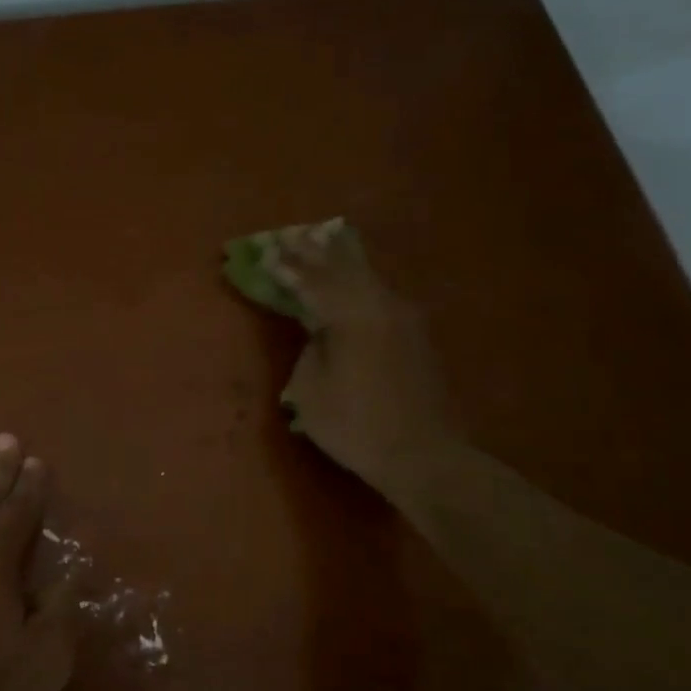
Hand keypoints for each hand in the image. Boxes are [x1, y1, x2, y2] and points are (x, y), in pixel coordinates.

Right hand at [271, 223, 462, 498]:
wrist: (423, 455)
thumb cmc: (355, 424)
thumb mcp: (309, 390)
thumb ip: (310, 349)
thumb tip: (320, 333)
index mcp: (353, 315)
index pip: (313, 281)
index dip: (288, 266)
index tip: (267, 250)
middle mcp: (382, 306)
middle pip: (344, 267)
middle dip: (315, 251)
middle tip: (293, 235)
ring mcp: (405, 319)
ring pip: (367, 277)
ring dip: (342, 260)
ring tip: (323, 241)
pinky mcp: (416, 336)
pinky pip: (380, 294)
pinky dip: (359, 281)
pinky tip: (354, 279)